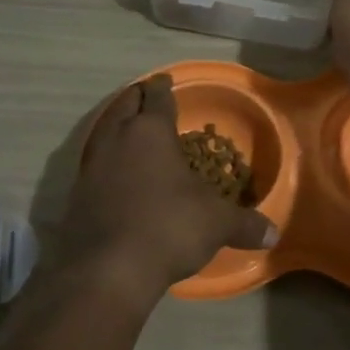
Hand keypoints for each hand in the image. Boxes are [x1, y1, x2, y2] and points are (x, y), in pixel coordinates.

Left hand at [61, 74, 277, 300]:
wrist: (106, 269)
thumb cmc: (168, 227)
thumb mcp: (216, 224)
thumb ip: (244, 224)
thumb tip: (274, 233)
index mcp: (151, 131)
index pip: (158, 97)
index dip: (164, 87)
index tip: (166, 81)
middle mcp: (117, 138)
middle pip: (124, 104)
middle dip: (137, 98)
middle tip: (148, 97)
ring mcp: (91, 165)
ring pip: (103, 130)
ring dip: (116, 124)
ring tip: (129, 129)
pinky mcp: (76, 193)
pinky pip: (93, 162)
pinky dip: (105, 157)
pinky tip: (115, 172)